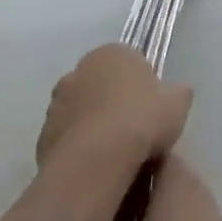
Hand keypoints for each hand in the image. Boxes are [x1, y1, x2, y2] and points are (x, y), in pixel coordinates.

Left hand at [36, 44, 191, 183]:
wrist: (95, 163)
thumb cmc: (141, 121)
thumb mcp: (177, 104)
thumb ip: (178, 92)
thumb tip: (179, 91)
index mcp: (112, 52)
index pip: (129, 61)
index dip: (141, 85)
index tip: (150, 109)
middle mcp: (79, 69)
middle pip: (100, 83)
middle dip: (111, 101)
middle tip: (131, 130)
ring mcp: (57, 102)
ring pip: (80, 110)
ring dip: (91, 124)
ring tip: (111, 154)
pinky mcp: (42, 135)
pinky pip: (66, 138)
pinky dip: (77, 148)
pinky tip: (93, 167)